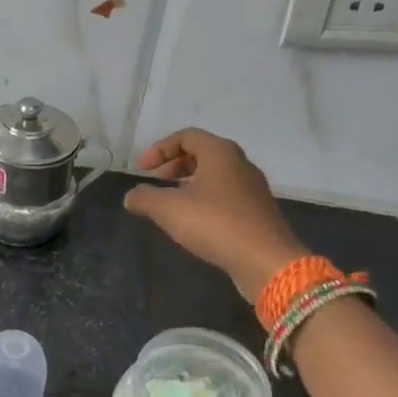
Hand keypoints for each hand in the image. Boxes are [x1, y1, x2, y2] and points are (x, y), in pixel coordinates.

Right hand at [122, 129, 307, 302]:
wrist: (266, 261)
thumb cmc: (216, 224)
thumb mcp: (169, 209)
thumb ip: (144, 198)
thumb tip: (131, 196)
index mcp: (220, 152)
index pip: (186, 136)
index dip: (160, 149)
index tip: (141, 169)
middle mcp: (240, 164)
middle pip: (203, 153)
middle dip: (175, 165)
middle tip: (157, 182)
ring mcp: (252, 189)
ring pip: (215, 176)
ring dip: (190, 184)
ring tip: (172, 204)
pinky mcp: (257, 212)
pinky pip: (226, 196)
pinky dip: (205, 200)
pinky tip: (194, 223)